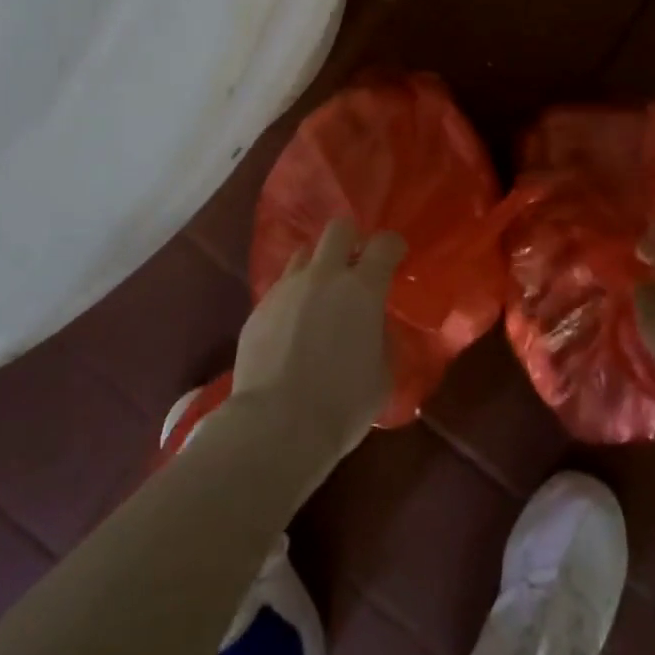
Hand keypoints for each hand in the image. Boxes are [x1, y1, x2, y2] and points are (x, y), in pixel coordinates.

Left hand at [232, 218, 405, 462]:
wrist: (276, 425)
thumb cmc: (341, 405)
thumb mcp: (382, 376)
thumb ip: (382, 341)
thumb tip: (374, 327)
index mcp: (362, 289)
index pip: (384, 244)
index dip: (393, 245)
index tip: (395, 255)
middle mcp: (323, 277)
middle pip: (338, 229)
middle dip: (350, 238)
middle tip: (355, 262)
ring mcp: (286, 288)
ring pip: (304, 254)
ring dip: (317, 266)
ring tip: (320, 294)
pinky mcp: (258, 308)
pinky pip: (281, 288)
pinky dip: (293, 297)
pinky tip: (293, 326)